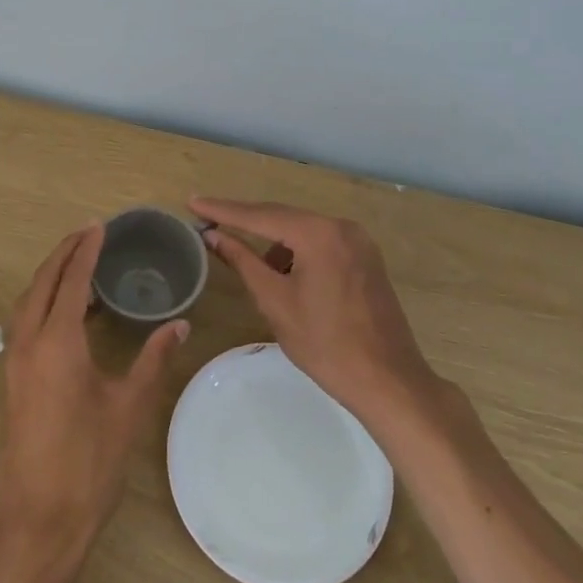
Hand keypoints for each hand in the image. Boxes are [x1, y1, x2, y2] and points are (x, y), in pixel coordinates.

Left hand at [0, 225, 188, 575]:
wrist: (38, 522)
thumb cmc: (89, 463)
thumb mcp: (129, 408)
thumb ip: (154, 359)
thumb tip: (180, 324)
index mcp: (57, 342)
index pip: (71, 280)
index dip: (85, 250)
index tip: (100, 226)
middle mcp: (28, 343)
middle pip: (42, 282)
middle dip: (63, 253)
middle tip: (88, 233)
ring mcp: (15, 363)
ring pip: (28, 302)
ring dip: (50, 276)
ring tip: (79, 265)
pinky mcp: (12, 381)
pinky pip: (25, 323)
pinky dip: (43, 302)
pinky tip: (67, 313)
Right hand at [190, 197, 437, 424]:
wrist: (389, 381)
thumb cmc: (326, 344)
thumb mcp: (275, 301)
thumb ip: (242, 261)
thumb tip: (213, 235)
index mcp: (319, 233)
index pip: (260, 215)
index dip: (223, 210)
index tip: (193, 201)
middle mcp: (341, 227)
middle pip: (283, 217)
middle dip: (245, 220)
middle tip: (209, 218)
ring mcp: (359, 241)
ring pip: (303, 230)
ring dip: (273, 241)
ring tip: (247, 262)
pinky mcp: (366, 258)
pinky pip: (321, 243)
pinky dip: (297, 251)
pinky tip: (284, 275)